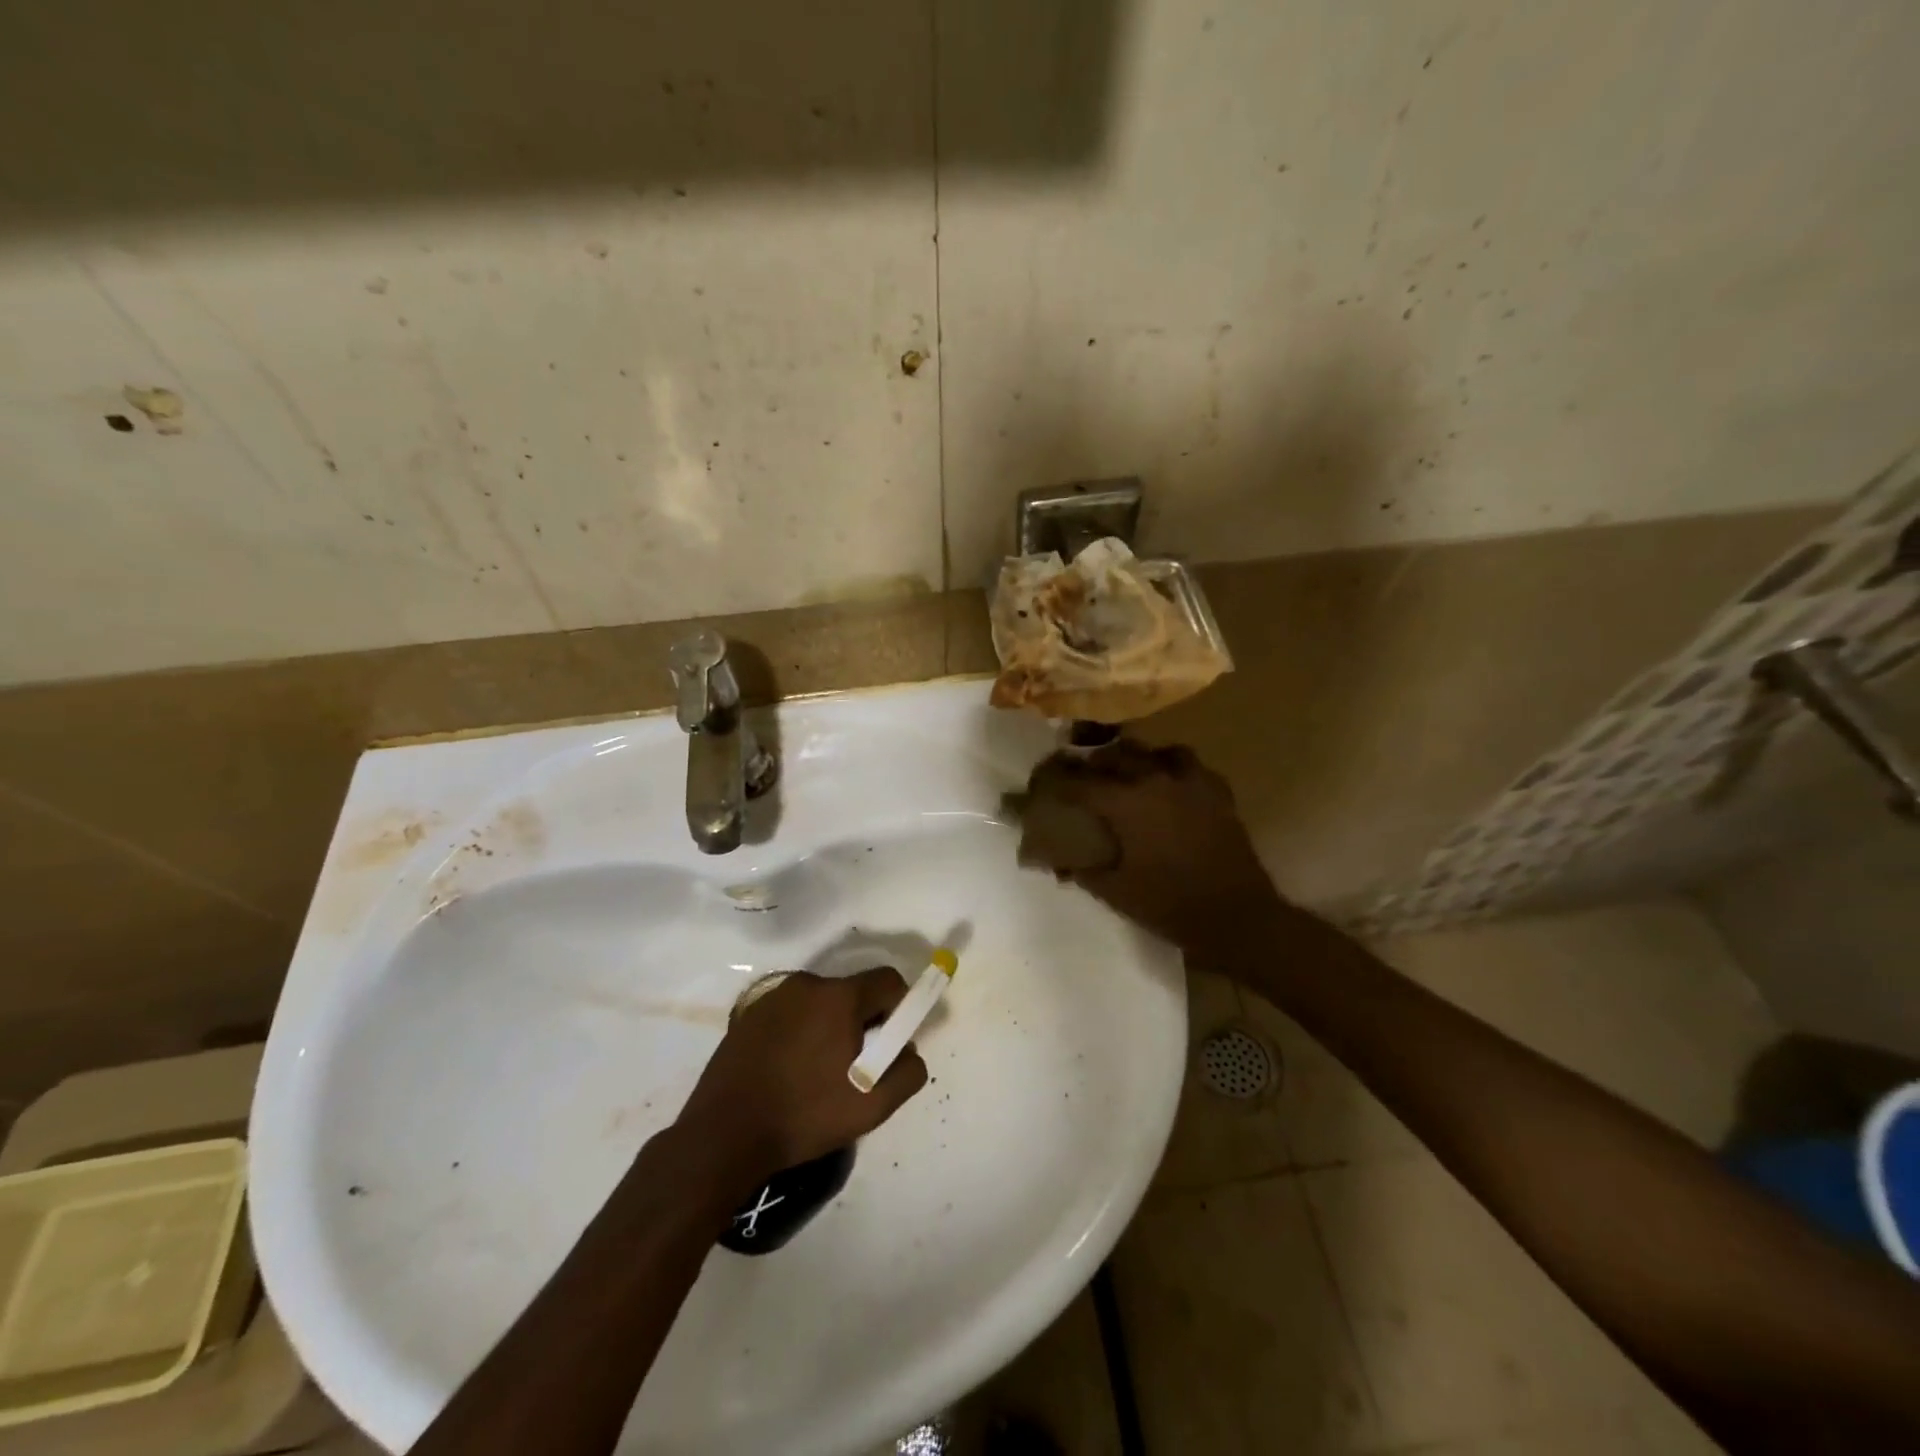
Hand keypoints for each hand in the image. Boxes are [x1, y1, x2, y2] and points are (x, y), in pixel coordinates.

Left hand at [676, 968, 927, 1186]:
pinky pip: (791, 1014)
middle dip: (863, 1022)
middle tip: (855, 1067)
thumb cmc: (804, 1116)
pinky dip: (800, 1033)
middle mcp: (806, 984)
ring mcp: (773, 997)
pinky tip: (788, 1072)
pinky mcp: (748, 1015)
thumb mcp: (873, 1107)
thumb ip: (907, 1072)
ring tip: (818, 1074)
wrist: (724, 1136)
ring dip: (830, 1028)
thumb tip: (908, 1051)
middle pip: (853, 992)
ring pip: (820, 1004)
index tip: (890, 1044)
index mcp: (839, 996)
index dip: (900, 1008)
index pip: (888, 981)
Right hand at [1019, 741, 1296, 962]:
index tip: (1040, 784)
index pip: (1078, 782)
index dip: (1055, 781)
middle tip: (1078, 778)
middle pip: (1113, 756)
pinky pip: (1186, 764)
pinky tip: (1164, 785)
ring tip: (1122, 774)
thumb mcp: (1114, 892)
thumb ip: (1081, 869)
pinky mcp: (1216, 790)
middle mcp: (1155, 780)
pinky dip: (1168, 767)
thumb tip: (1057, 860)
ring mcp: (1190, 781)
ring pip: (1152, 752)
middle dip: (1090, 764)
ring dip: (1131, 759)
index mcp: (1126, 803)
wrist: (1237, 916)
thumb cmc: (1169, 905)